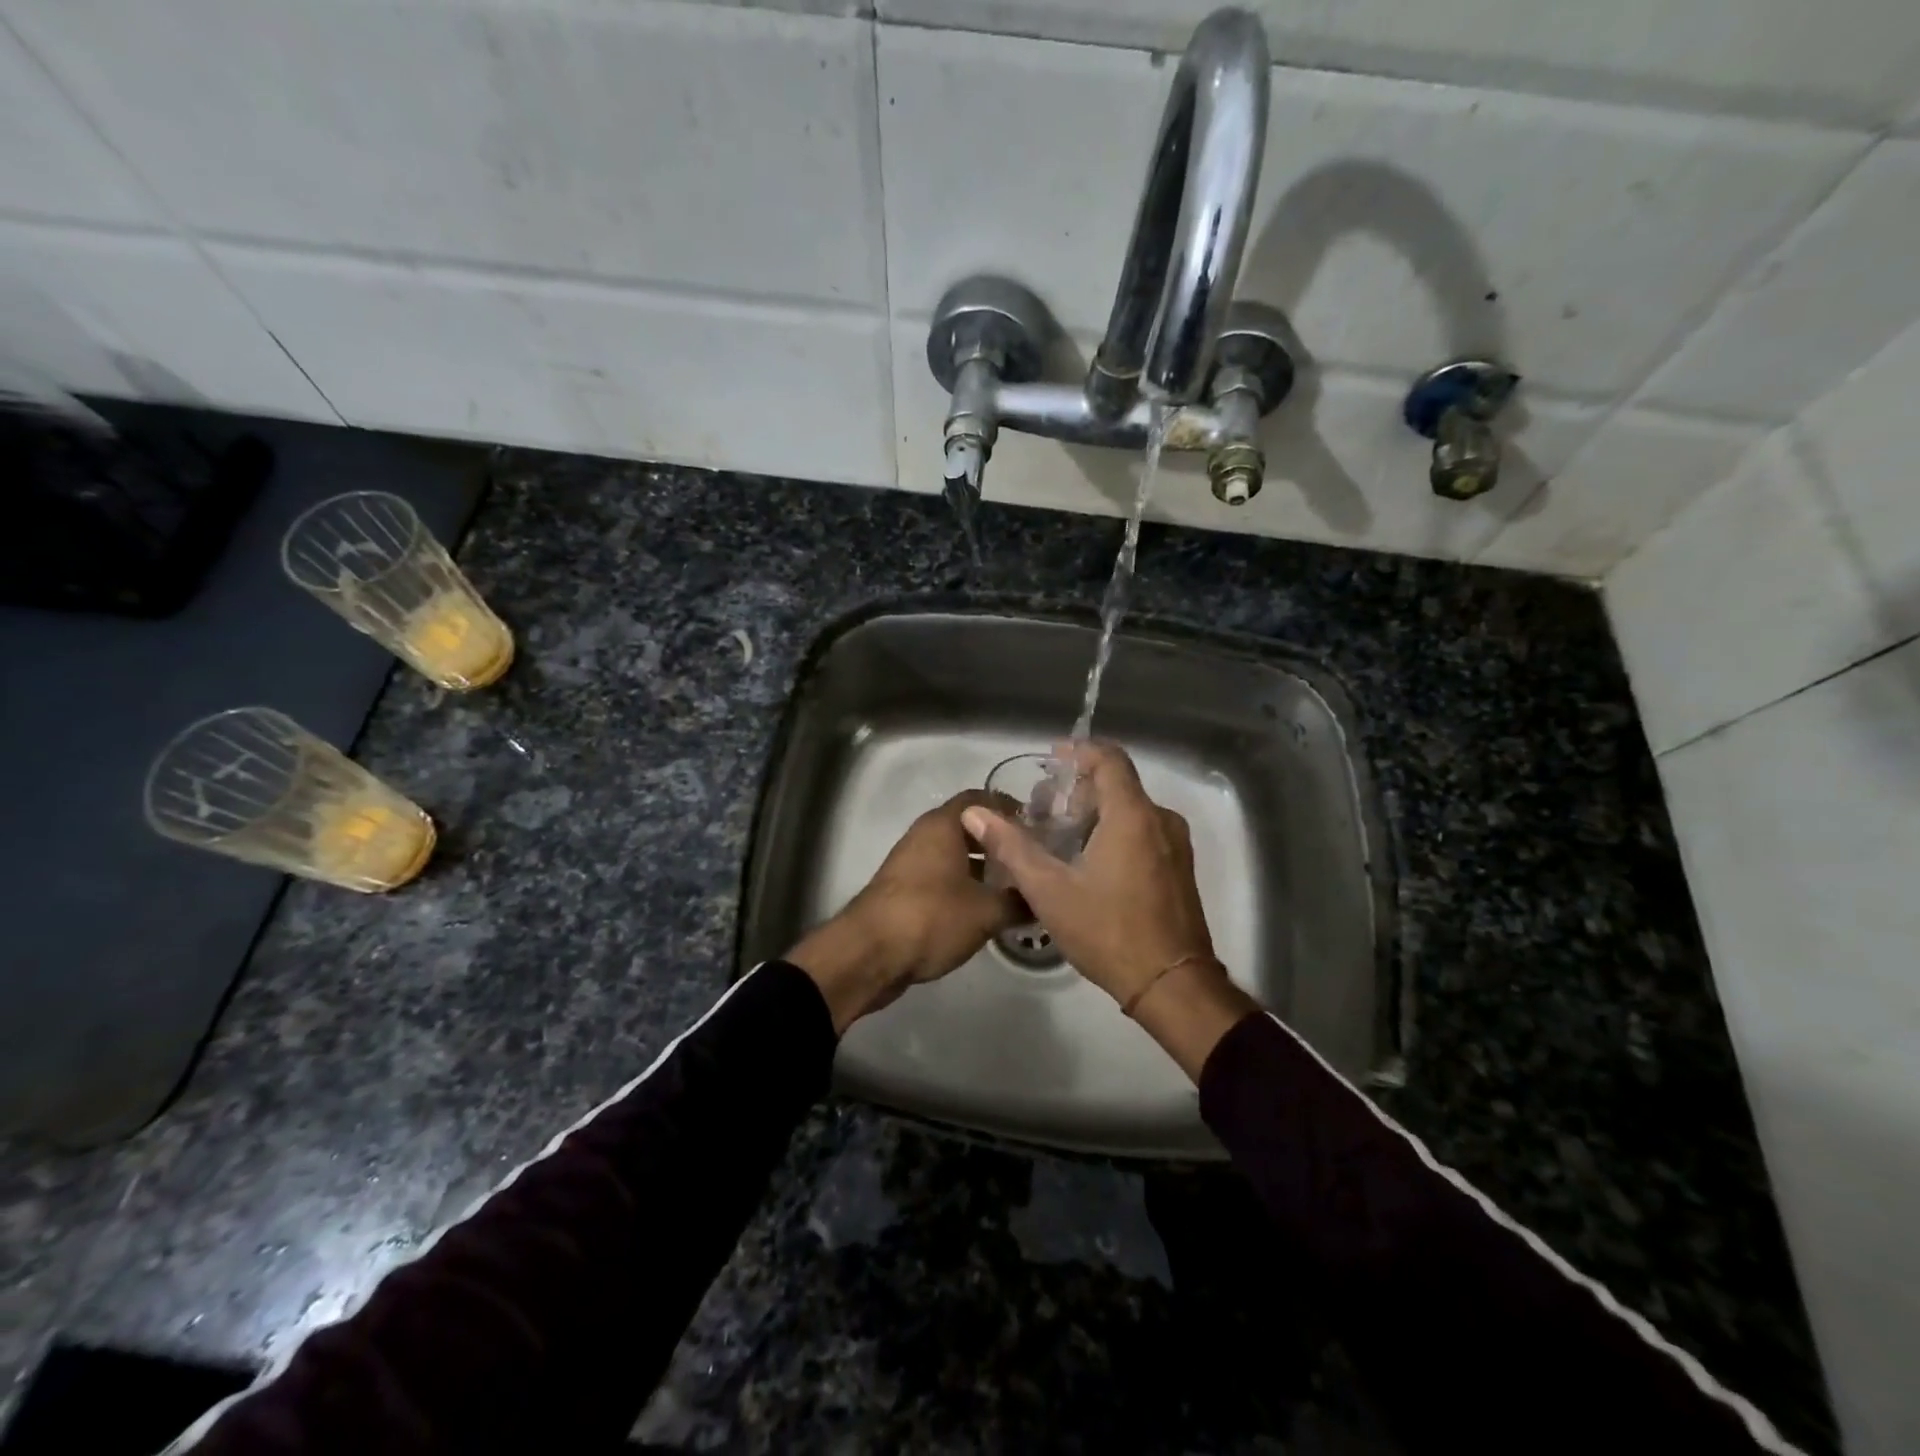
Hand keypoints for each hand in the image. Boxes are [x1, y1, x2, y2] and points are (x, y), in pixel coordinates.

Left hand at [787, 790, 1016, 1033]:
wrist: (869, 954)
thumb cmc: (931, 917)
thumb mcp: (986, 912)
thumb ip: (1018, 901)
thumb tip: (1043, 898)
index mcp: (942, 825)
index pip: (980, 799)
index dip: (1009, 808)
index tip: (1036, 825)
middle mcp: (924, 835)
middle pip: (967, 827)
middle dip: (997, 840)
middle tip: (1030, 857)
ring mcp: (910, 863)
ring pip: (953, 854)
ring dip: (980, 865)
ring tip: (1014, 885)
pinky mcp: (903, 890)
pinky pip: (941, 877)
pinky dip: (963, 884)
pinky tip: (984, 908)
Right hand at [961, 741, 1210, 1005]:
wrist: (1171, 985)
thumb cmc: (1108, 931)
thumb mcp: (1049, 891)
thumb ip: (1012, 846)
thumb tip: (975, 813)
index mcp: (1133, 816)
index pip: (1110, 759)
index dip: (1079, 751)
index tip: (1051, 760)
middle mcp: (1160, 820)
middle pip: (1119, 784)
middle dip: (1079, 787)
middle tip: (1044, 807)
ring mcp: (1175, 845)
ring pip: (1132, 810)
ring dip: (1096, 811)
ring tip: (1059, 835)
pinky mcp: (1179, 868)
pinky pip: (1145, 831)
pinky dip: (1115, 831)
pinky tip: (1089, 859)